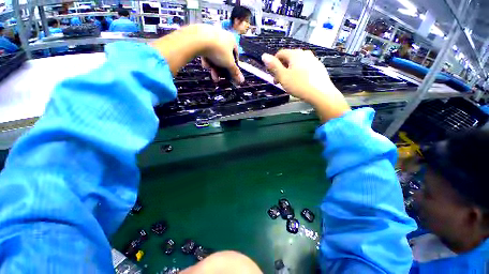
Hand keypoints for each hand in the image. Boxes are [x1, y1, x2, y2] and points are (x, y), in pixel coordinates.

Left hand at [151, 24, 243, 83]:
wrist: (198, 39)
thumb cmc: (218, 50)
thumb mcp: (229, 64)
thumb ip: (235, 72)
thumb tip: (242, 80)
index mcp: (232, 40)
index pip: (236, 55)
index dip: (234, 65)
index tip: (231, 72)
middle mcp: (222, 36)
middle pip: (224, 57)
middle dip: (221, 70)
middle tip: (219, 77)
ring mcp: (211, 36)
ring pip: (214, 56)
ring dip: (214, 67)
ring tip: (212, 74)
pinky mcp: (201, 37)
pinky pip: (206, 51)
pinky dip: (206, 59)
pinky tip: (205, 64)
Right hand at [261, 49, 349, 122]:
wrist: (321, 93)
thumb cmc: (299, 85)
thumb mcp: (283, 77)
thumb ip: (273, 66)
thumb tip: (264, 55)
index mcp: (295, 54)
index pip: (279, 54)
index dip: (273, 64)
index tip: (272, 76)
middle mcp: (304, 53)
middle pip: (288, 58)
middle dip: (281, 69)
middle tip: (279, 82)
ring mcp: (313, 59)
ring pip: (296, 63)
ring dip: (289, 71)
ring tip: (289, 83)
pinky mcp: (318, 67)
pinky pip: (304, 67)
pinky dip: (299, 73)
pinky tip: (300, 83)